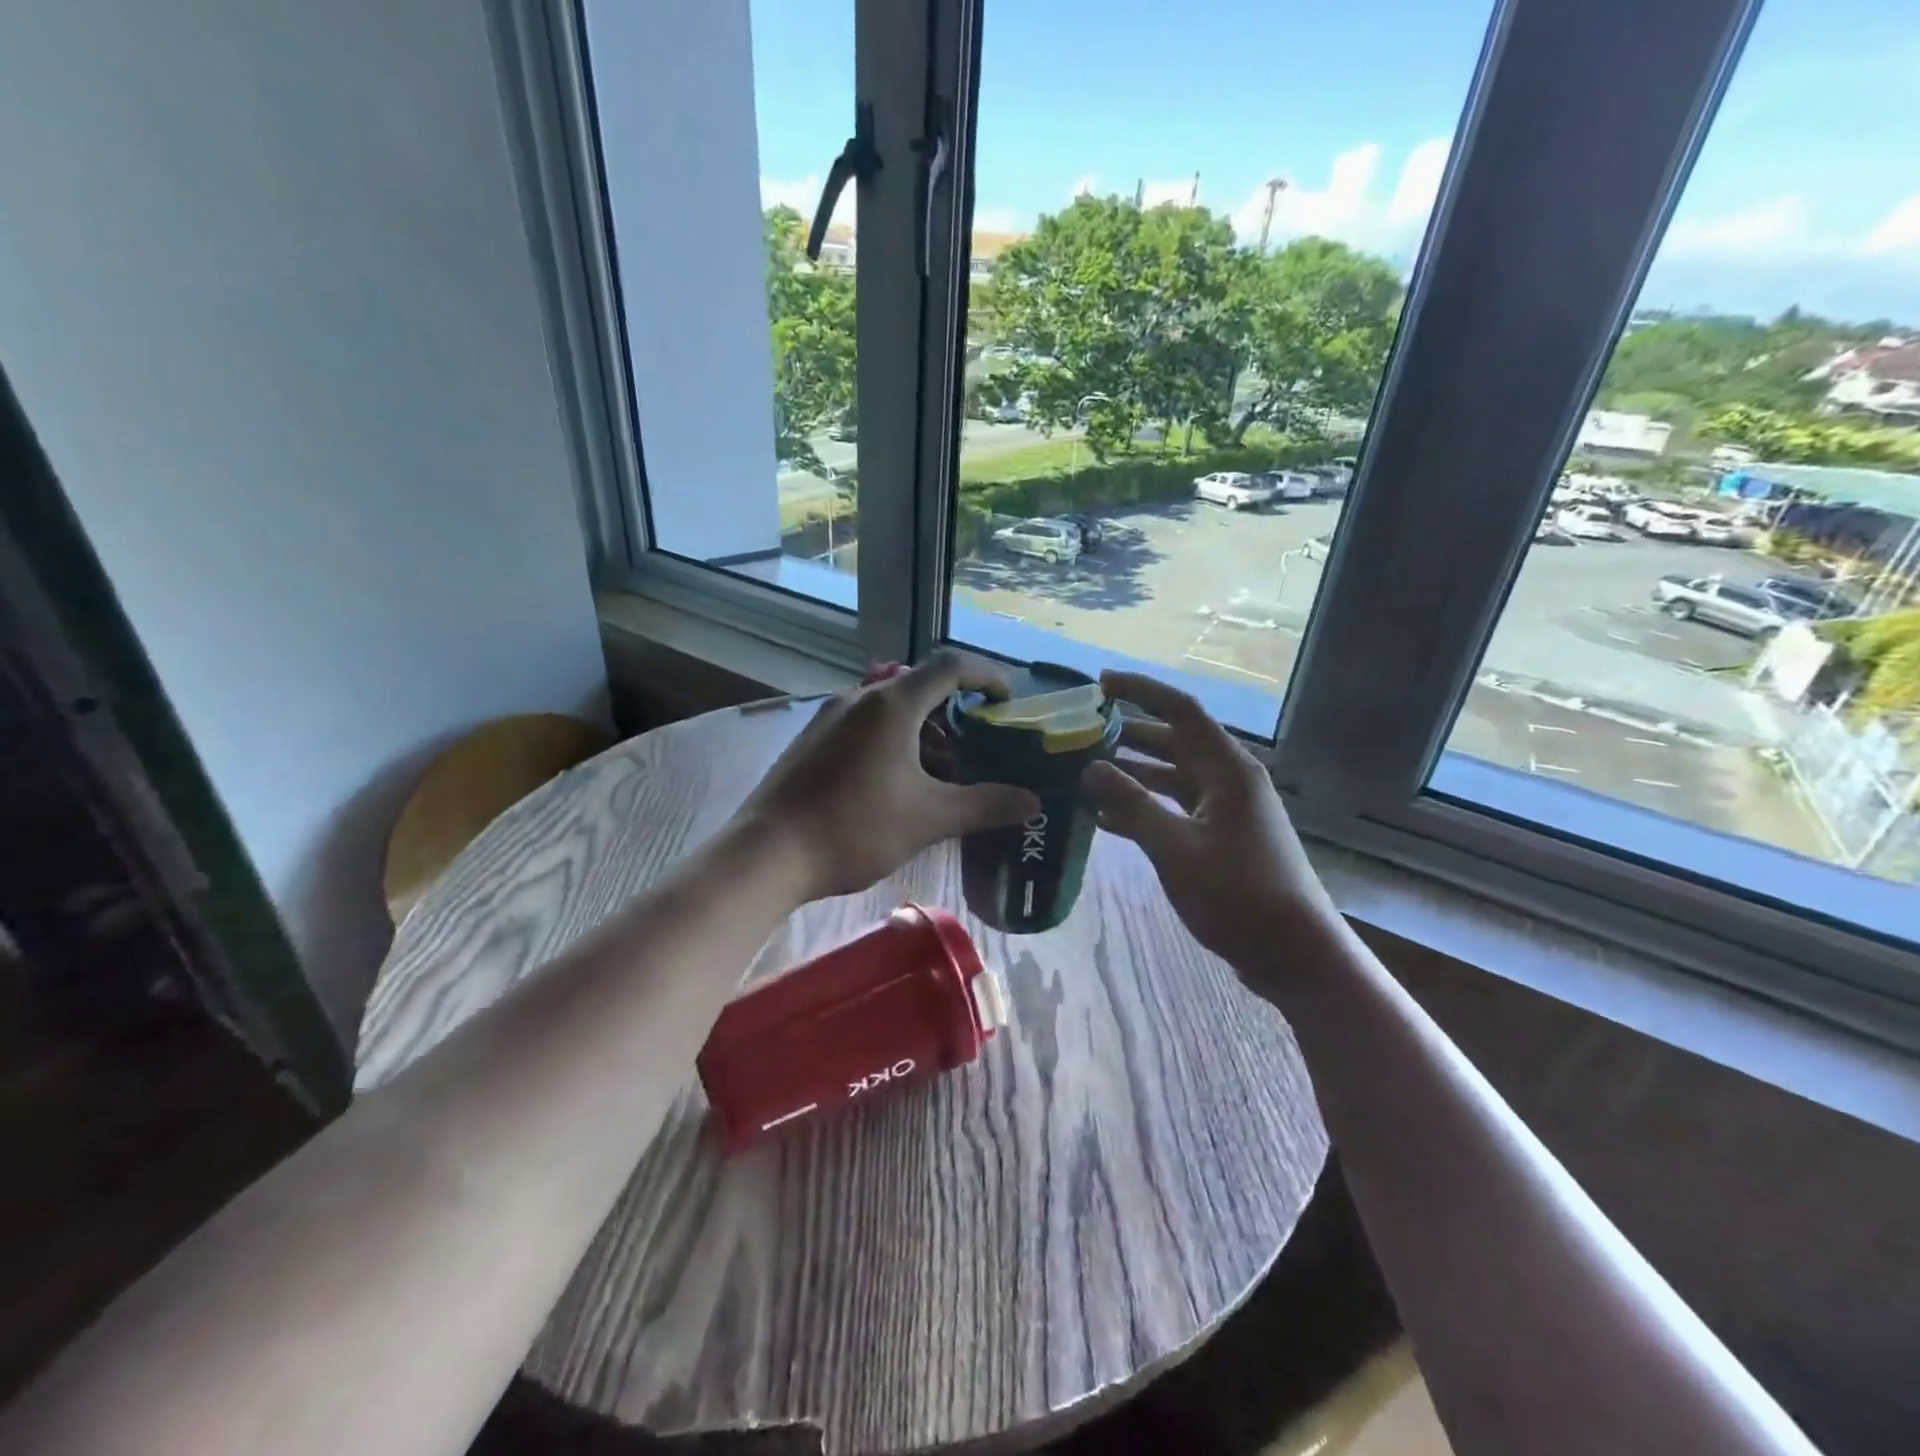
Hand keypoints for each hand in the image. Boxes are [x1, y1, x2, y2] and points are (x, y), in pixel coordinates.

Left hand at [735, 651, 1041, 901]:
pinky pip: (863, 727)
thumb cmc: (855, 828)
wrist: (767, 854)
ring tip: (939, 776)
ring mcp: (828, 718)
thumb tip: (1032, 801)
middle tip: (976, 750)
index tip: (1007, 700)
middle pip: (919, 687)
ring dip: (922, 733)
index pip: (950, 665)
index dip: (986, 675)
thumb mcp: (930, 818)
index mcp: (892, 704)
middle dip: (954, 714)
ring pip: (889, 710)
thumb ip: (985, 805)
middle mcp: (858, 698)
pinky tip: (895, 786)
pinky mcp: (811, 741)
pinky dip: (892, 743)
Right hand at [1081, 671, 1337, 988]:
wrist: (1294, 954)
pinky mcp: (1222, 838)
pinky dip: (1144, 808)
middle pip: (1174, 741)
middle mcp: (1229, 779)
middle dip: (1128, 734)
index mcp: (1227, 769)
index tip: (1100, 684)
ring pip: (1172, 777)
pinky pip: (1176, 808)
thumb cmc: (1238, 894)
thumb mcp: (1176, 848)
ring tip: (1086, 774)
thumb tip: (1090, 768)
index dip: (1140, 690)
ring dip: (1133, 774)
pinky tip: (1107, 821)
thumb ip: (1131, 805)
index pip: (1180, 709)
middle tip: (1081, 733)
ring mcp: (1227, 810)